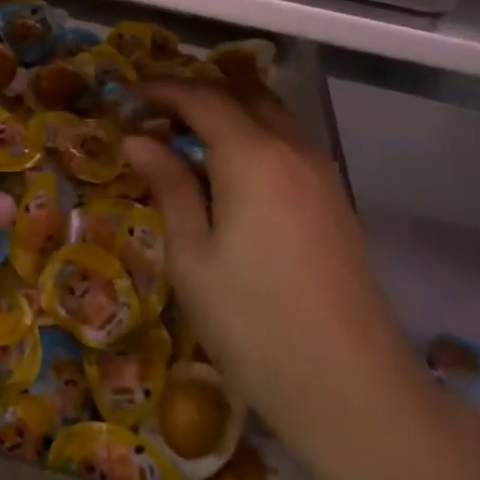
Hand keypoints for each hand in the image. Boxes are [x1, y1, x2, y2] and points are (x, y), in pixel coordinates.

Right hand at [124, 81, 427, 473]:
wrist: (352, 390)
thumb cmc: (253, 323)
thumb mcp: (192, 256)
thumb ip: (169, 186)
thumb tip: (138, 139)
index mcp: (254, 156)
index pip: (202, 98)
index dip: (161, 89)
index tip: (126, 94)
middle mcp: (294, 150)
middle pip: (243, 96)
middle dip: (196, 94)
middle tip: (153, 114)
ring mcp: (322, 174)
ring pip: (271, 117)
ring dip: (228, 114)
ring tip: (185, 140)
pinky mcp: (336, 201)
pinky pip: (288, 145)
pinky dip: (252, 138)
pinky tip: (228, 174)